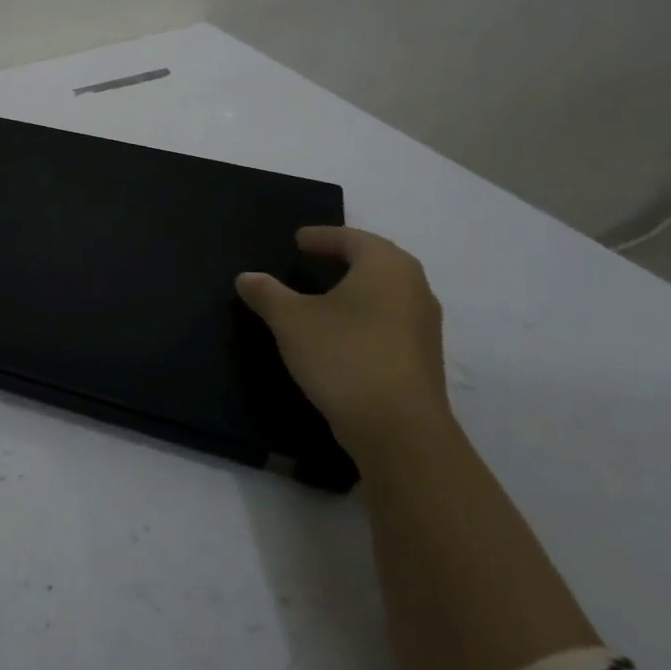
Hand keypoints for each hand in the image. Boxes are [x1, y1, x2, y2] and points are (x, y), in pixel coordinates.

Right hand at [236, 226, 449, 462]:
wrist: (400, 433)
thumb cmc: (344, 357)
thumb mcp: (291, 321)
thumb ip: (267, 293)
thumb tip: (247, 277)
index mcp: (385, 266)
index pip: (351, 238)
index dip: (322, 237)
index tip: (298, 240)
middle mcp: (413, 288)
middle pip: (375, 261)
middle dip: (343, 258)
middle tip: (312, 259)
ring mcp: (423, 326)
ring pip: (385, 293)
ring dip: (355, 288)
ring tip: (323, 295)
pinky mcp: (422, 359)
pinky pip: (389, 321)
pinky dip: (365, 315)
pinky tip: (341, 332)